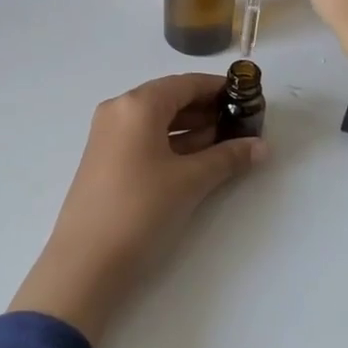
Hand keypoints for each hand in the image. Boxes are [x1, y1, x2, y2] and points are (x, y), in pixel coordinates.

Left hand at [10, 74, 264, 346]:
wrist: (85, 263)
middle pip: (170, 99)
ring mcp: (108, 135)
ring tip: (227, 142)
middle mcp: (119, 110)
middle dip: (207, 109)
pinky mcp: (105, 159)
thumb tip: (261, 146)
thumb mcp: (190, 181)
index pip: (186, 83)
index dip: (218, 89)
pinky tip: (198, 158)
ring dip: (191, 128)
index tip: (248, 98)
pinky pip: (145, 138)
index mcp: (138, 104)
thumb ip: (227, 158)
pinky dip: (172, 143)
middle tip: (242, 123)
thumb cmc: (141, 209)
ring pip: (157, 120)